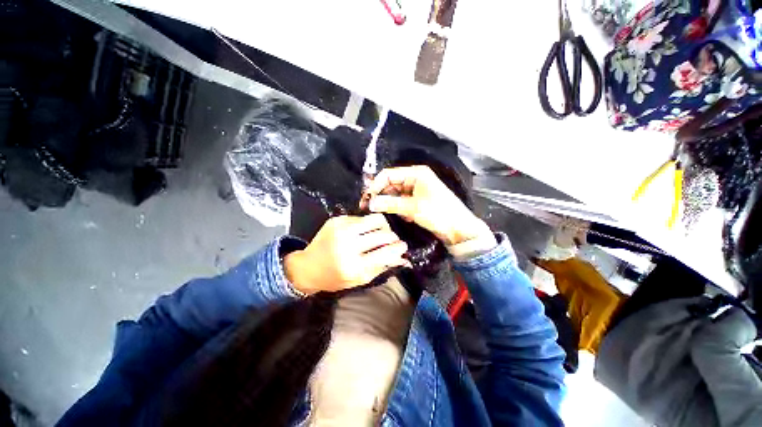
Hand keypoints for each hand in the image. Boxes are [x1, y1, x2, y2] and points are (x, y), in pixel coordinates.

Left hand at [284, 214, 408, 294]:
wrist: (307, 266)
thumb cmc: (334, 277)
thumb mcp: (359, 280)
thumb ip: (381, 268)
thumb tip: (402, 258)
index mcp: (353, 265)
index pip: (385, 252)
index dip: (399, 248)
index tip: (403, 247)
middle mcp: (347, 244)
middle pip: (382, 233)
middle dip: (393, 237)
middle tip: (392, 240)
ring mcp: (341, 229)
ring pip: (374, 219)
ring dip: (383, 226)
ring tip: (381, 232)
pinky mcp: (337, 220)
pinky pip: (361, 217)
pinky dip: (366, 225)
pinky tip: (362, 232)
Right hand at [365, 166, 490, 245]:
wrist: (459, 229)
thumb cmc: (439, 213)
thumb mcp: (412, 208)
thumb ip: (390, 204)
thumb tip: (370, 203)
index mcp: (415, 173)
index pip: (388, 175)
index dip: (375, 185)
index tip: (367, 199)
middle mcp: (414, 179)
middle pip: (390, 184)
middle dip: (381, 196)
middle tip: (369, 208)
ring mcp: (416, 190)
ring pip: (395, 195)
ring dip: (391, 205)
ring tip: (392, 215)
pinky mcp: (417, 201)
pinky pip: (401, 203)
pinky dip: (400, 210)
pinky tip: (406, 217)